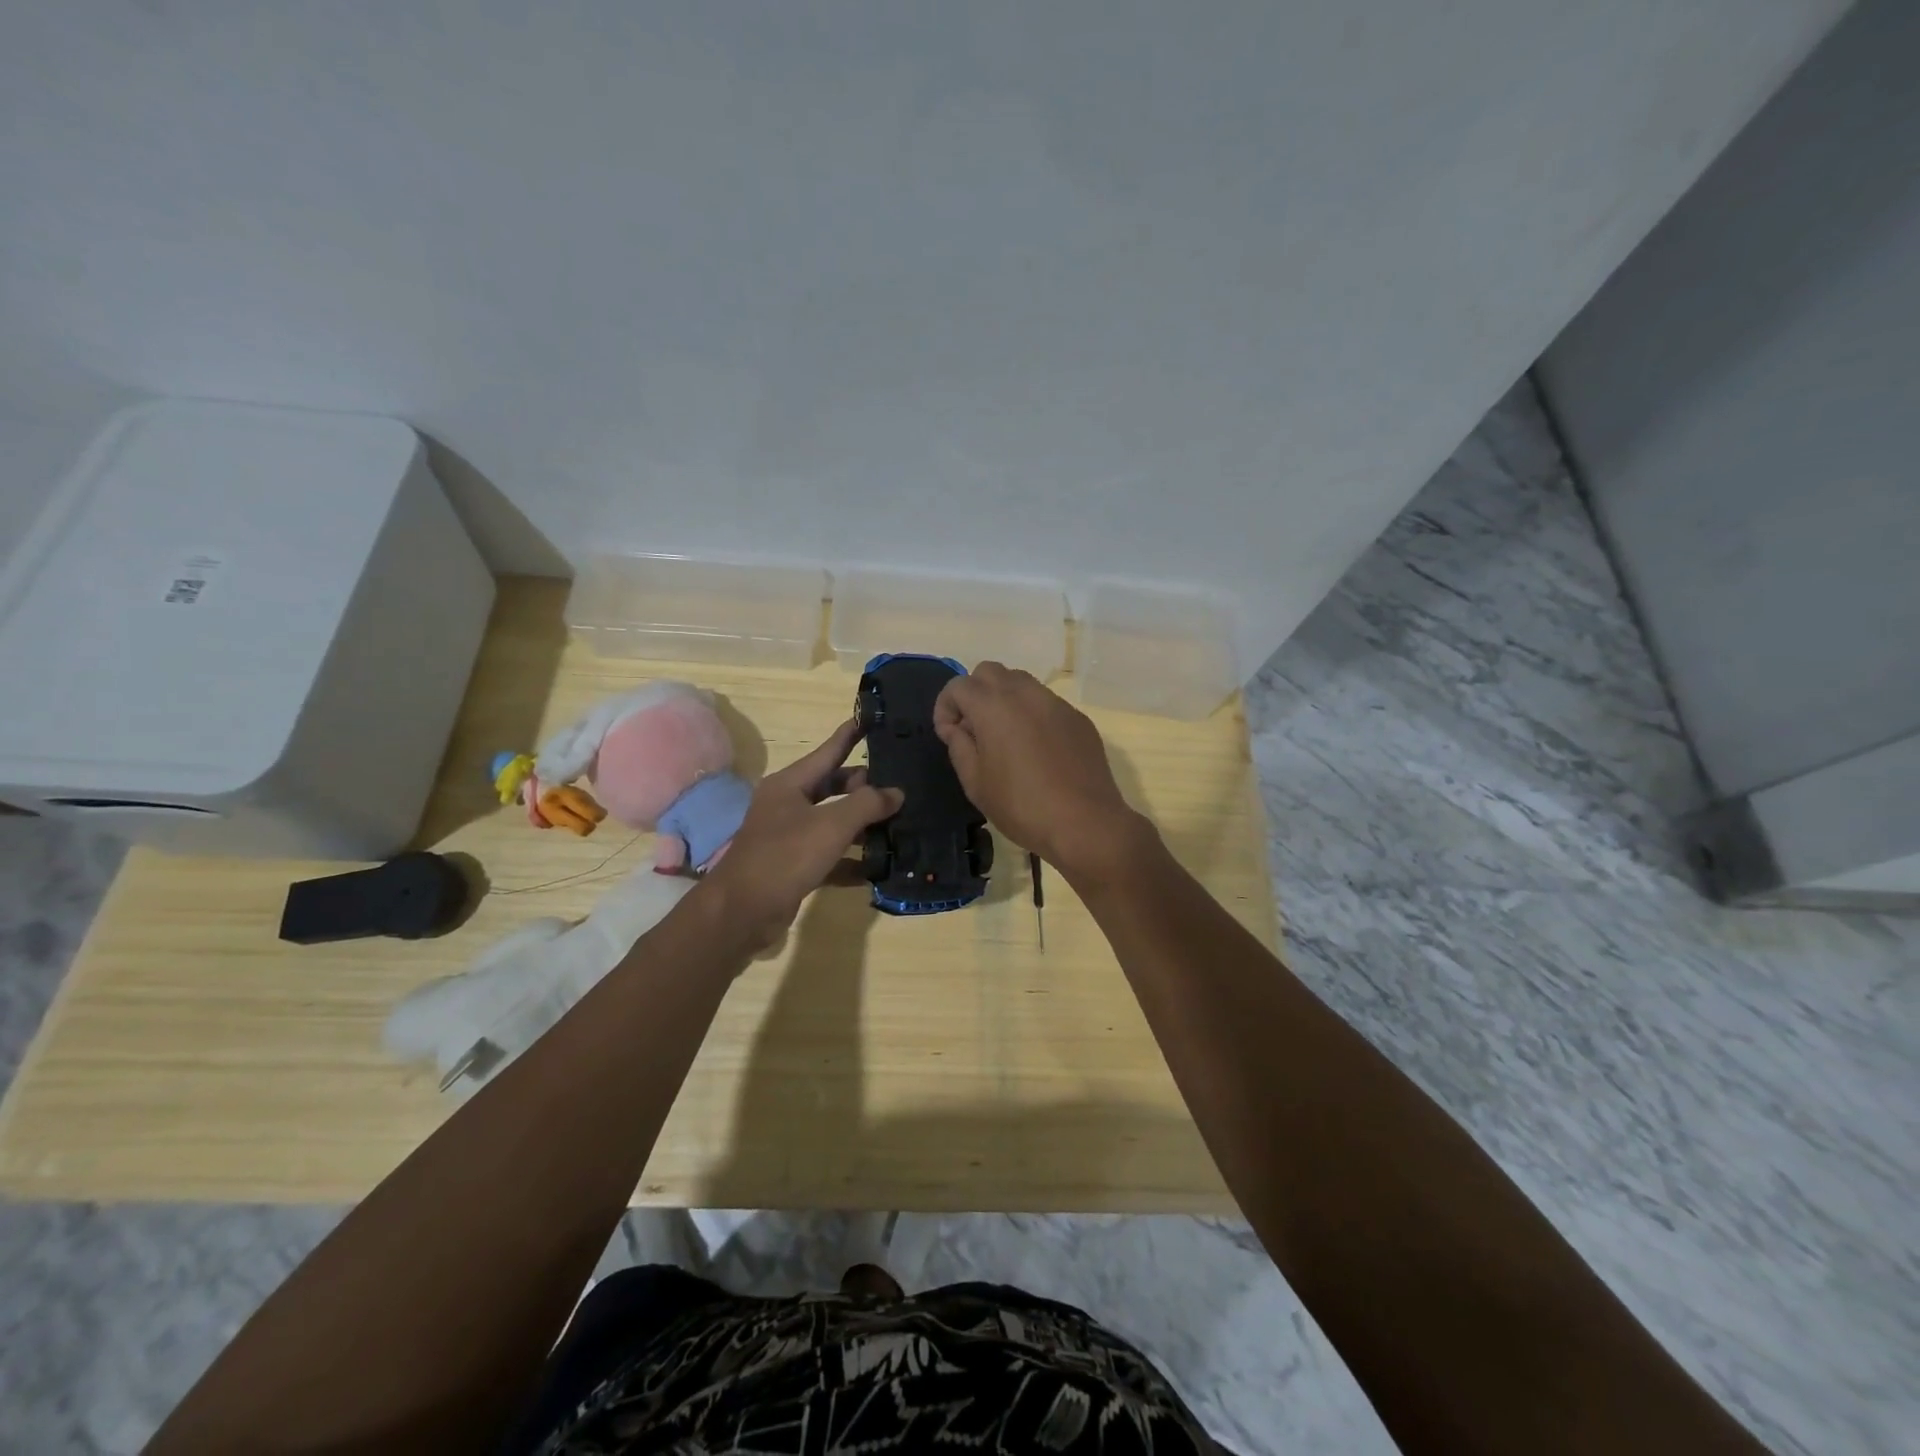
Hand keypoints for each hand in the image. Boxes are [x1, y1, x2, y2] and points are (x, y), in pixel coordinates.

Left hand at [697, 719, 902, 948]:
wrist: (742, 911)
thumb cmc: (785, 855)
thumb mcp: (832, 824)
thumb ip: (868, 805)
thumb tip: (895, 793)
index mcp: (791, 784)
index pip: (828, 751)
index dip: (850, 735)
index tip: (871, 719)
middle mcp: (788, 805)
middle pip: (833, 787)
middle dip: (864, 787)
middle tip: (899, 787)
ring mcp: (790, 837)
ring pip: (833, 823)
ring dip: (862, 826)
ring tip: (898, 825)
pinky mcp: (794, 867)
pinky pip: (830, 856)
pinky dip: (851, 860)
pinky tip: (877, 868)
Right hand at [933, 662, 1151, 882]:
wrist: (1085, 823)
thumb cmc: (1021, 806)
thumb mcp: (976, 783)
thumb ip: (959, 747)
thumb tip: (957, 728)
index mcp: (994, 706)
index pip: (959, 685)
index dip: (945, 707)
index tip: (948, 735)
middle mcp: (1025, 694)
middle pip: (989, 672)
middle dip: (974, 693)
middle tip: (973, 729)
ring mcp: (1056, 704)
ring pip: (1021, 683)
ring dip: (1003, 699)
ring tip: (1004, 737)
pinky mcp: (1078, 718)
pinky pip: (1046, 703)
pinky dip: (1031, 714)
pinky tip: (1036, 750)